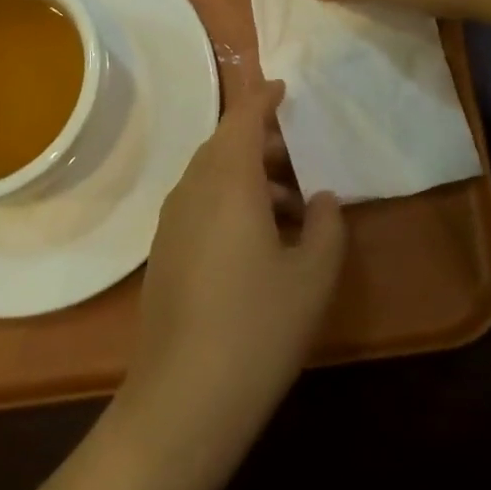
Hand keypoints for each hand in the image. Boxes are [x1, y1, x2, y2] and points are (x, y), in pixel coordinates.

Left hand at [116, 82, 343, 489]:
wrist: (182, 402)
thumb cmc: (257, 328)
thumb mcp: (312, 276)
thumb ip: (326, 226)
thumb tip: (321, 199)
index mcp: (227, 182)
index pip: (243, 118)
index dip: (264, 98)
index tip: (285, 88)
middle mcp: (192, 191)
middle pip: (225, 144)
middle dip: (262, 141)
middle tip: (301, 156)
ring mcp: (171, 223)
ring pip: (211, 176)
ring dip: (248, 176)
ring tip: (291, 205)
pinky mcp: (164, 254)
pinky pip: (200, 204)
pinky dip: (230, 200)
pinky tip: (260, 240)